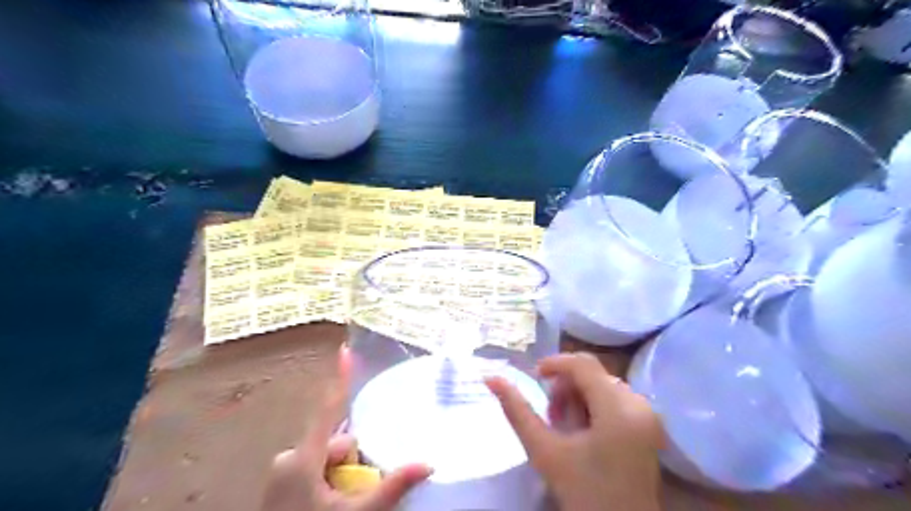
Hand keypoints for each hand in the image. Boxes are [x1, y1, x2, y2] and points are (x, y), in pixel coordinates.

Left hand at [262, 345, 435, 510]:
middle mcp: (289, 459)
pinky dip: (327, 479)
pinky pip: (312, 470)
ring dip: (341, 472)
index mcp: (303, 458)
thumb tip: (428, 464)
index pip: (328, 408)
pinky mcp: (280, 486)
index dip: (340, 378)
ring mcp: (282, 474)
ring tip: (347, 502)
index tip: (346, 350)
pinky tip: (332, 502)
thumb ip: (391, 486)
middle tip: (360, 490)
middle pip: (334, 441)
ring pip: (324, 458)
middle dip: (352, 458)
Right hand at [488, 354, 666, 510]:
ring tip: (567, 428)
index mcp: (619, 409)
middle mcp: (639, 404)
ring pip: (602, 384)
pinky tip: (584, 431)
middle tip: (552, 418)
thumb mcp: (545, 451)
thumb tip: (491, 377)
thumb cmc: (583, 494)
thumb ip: (517, 411)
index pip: (583, 364)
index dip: (555, 363)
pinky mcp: (649, 424)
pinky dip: (593, 406)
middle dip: (566, 389)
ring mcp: (648, 414)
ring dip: (578, 398)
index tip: (534, 377)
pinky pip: (614, 398)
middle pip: (593, 374)